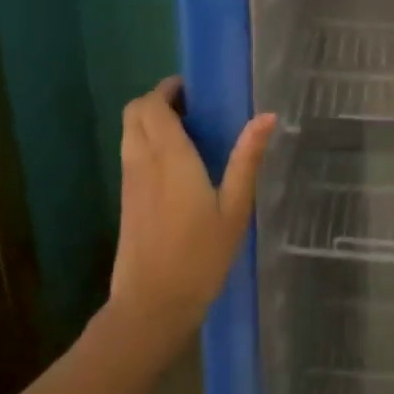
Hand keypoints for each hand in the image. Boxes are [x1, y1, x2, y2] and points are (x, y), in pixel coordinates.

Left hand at [110, 78, 274, 338]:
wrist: (152, 305)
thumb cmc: (199, 256)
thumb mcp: (234, 209)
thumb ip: (246, 159)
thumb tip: (266, 116)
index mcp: (169, 156)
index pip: (152, 105)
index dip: (168, 89)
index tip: (194, 90)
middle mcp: (142, 160)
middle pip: (134, 112)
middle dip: (157, 101)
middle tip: (192, 108)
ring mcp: (130, 180)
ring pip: (129, 132)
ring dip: (150, 121)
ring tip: (187, 132)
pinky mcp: (126, 198)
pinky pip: (130, 152)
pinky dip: (146, 142)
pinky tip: (175, 163)